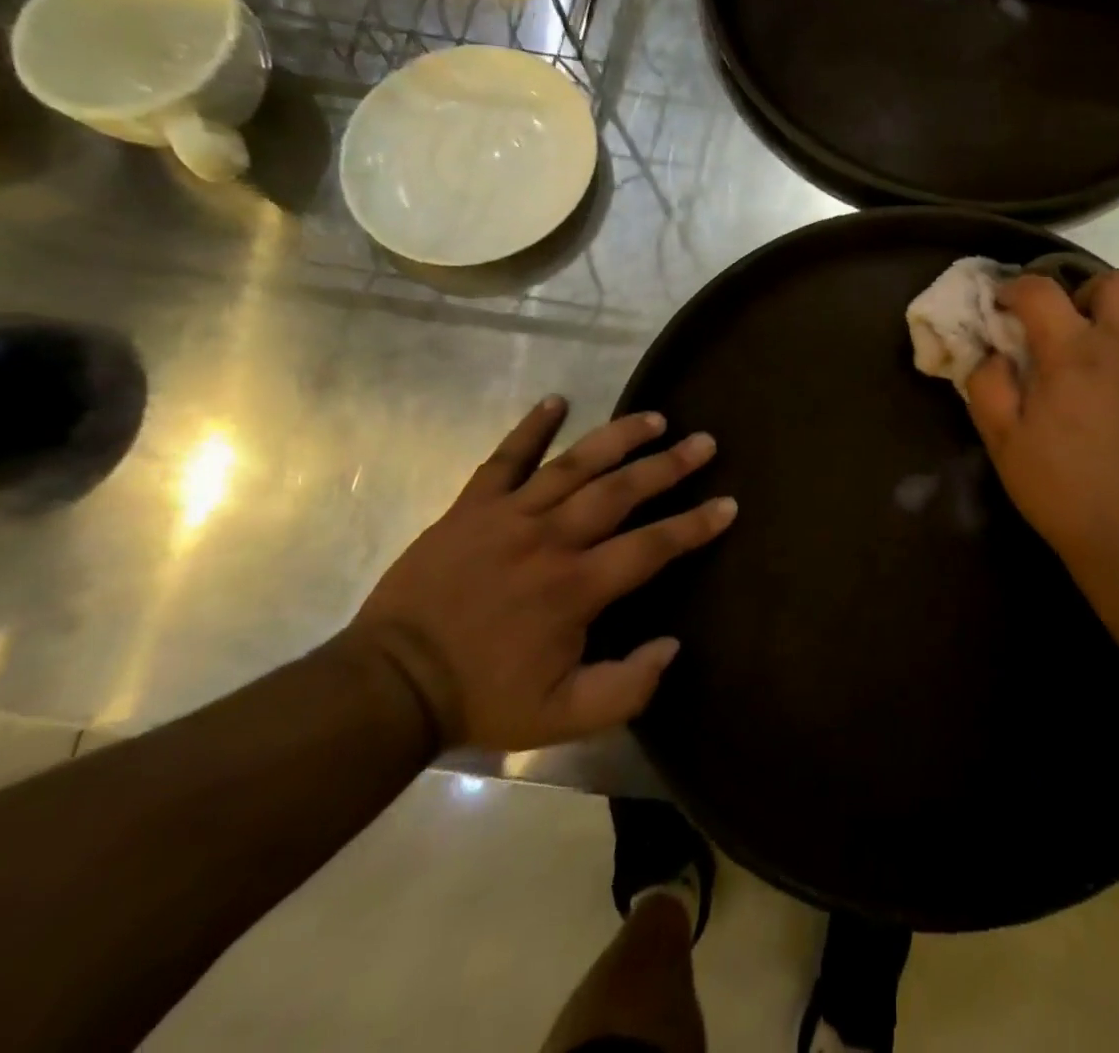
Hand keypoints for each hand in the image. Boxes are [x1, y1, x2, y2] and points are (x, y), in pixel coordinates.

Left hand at [348, 398, 733, 750]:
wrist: (389, 685)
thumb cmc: (483, 697)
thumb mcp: (563, 718)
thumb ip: (626, 688)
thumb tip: (672, 645)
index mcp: (576, 587)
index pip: (651, 546)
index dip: (694, 524)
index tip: (729, 503)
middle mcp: (551, 539)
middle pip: (620, 491)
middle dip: (668, 464)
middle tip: (704, 441)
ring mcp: (508, 516)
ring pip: (574, 465)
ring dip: (617, 437)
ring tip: (653, 417)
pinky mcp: (471, 507)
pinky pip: (504, 459)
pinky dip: (531, 428)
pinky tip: (557, 400)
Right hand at [966, 272, 1118, 607]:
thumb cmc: (1060, 488)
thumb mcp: (1001, 441)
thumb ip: (988, 385)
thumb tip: (993, 354)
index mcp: (1071, 353)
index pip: (1040, 290)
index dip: (1015, 288)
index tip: (1004, 305)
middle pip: (1118, 282)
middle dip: (1088, 290)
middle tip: (1072, 322)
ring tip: (1115, 347)